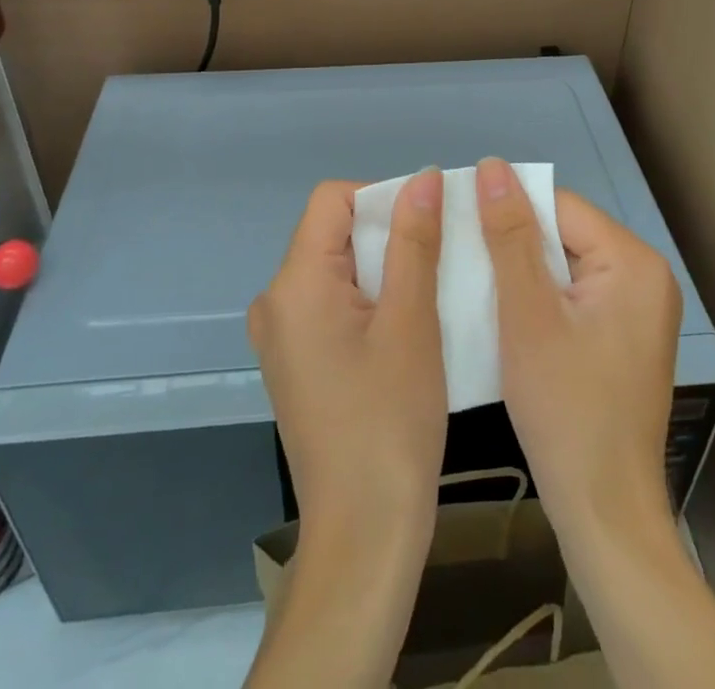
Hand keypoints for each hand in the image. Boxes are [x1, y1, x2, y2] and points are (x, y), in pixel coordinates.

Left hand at [244, 174, 447, 688]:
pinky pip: (332, 304)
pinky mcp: (295, 362)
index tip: (427, 228)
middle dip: (387, 235)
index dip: (382, 198)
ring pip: (336, 269)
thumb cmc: (390, 424)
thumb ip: (414, 241)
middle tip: (438, 262)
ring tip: (430, 294)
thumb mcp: (412, 322)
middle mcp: (275, 301)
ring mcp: (281, 335)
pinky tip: (406, 328)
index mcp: (294, 283)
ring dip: (384, 269)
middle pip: (332, 232)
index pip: (332, 199)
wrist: (363, 536)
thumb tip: (423, 177)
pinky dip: (369, 301)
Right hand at [476, 157, 681, 541]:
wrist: (603, 511)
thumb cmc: (564, 409)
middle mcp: (645, 276)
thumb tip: (493, 166)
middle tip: (462, 256)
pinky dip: (539, 298)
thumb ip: (510, 235)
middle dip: (514, 243)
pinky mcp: (624, 336)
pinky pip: (574, 294)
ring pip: (565, 265)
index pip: (559, 207)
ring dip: (522, 272)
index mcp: (633, 262)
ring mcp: (638, 309)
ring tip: (474, 280)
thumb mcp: (526, 314)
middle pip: (564, 234)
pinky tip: (504, 312)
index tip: (459, 222)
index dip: (508, 210)